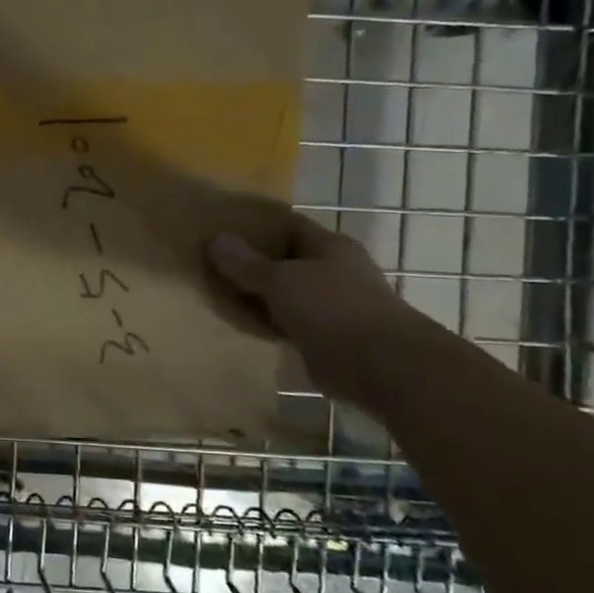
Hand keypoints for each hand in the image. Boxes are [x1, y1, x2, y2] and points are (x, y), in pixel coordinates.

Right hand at [205, 210, 417, 400]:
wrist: (381, 366)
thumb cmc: (332, 308)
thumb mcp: (280, 280)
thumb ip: (246, 263)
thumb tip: (215, 238)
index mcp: (330, 247)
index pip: (289, 226)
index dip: (257, 226)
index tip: (223, 229)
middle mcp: (335, 272)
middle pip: (287, 261)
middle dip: (254, 263)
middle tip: (212, 264)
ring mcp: (333, 306)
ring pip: (287, 294)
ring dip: (260, 296)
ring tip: (219, 295)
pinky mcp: (328, 338)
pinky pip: (289, 324)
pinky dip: (269, 324)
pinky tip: (242, 326)